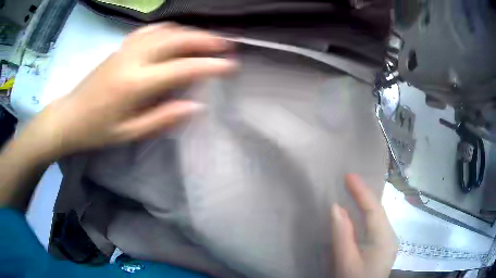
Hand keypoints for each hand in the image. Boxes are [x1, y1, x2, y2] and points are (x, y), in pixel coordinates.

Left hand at [23, 23, 234, 159]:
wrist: (69, 116)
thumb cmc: (97, 130)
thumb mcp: (129, 133)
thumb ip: (162, 118)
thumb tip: (195, 106)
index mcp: (135, 84)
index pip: (180, 68)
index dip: (208, 65)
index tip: (230, 65)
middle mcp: (133, 59)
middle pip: (176, 40)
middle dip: (205, 40)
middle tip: (226, 44)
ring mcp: (126, 49)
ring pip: (165, 31)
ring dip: (190, 32)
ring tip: (207, 38)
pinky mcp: (120, 47)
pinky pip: (149, 31)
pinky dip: (169, 29)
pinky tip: (177, 32)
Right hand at [331, 174, 397, 277]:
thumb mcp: (346, 261)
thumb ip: (342, 235)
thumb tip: (336, 207)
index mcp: (384, 238)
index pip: (374, 209)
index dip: (361, 191)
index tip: (349, 175)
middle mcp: (390, 236)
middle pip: (378, 211)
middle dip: (364, 195)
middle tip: (349, 181)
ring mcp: (388, 242)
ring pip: (377, 217)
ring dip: (365, 204)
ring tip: (352, 192)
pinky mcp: (383, 247)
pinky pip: (375, 225)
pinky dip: (366, 216)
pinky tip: (358, 215)